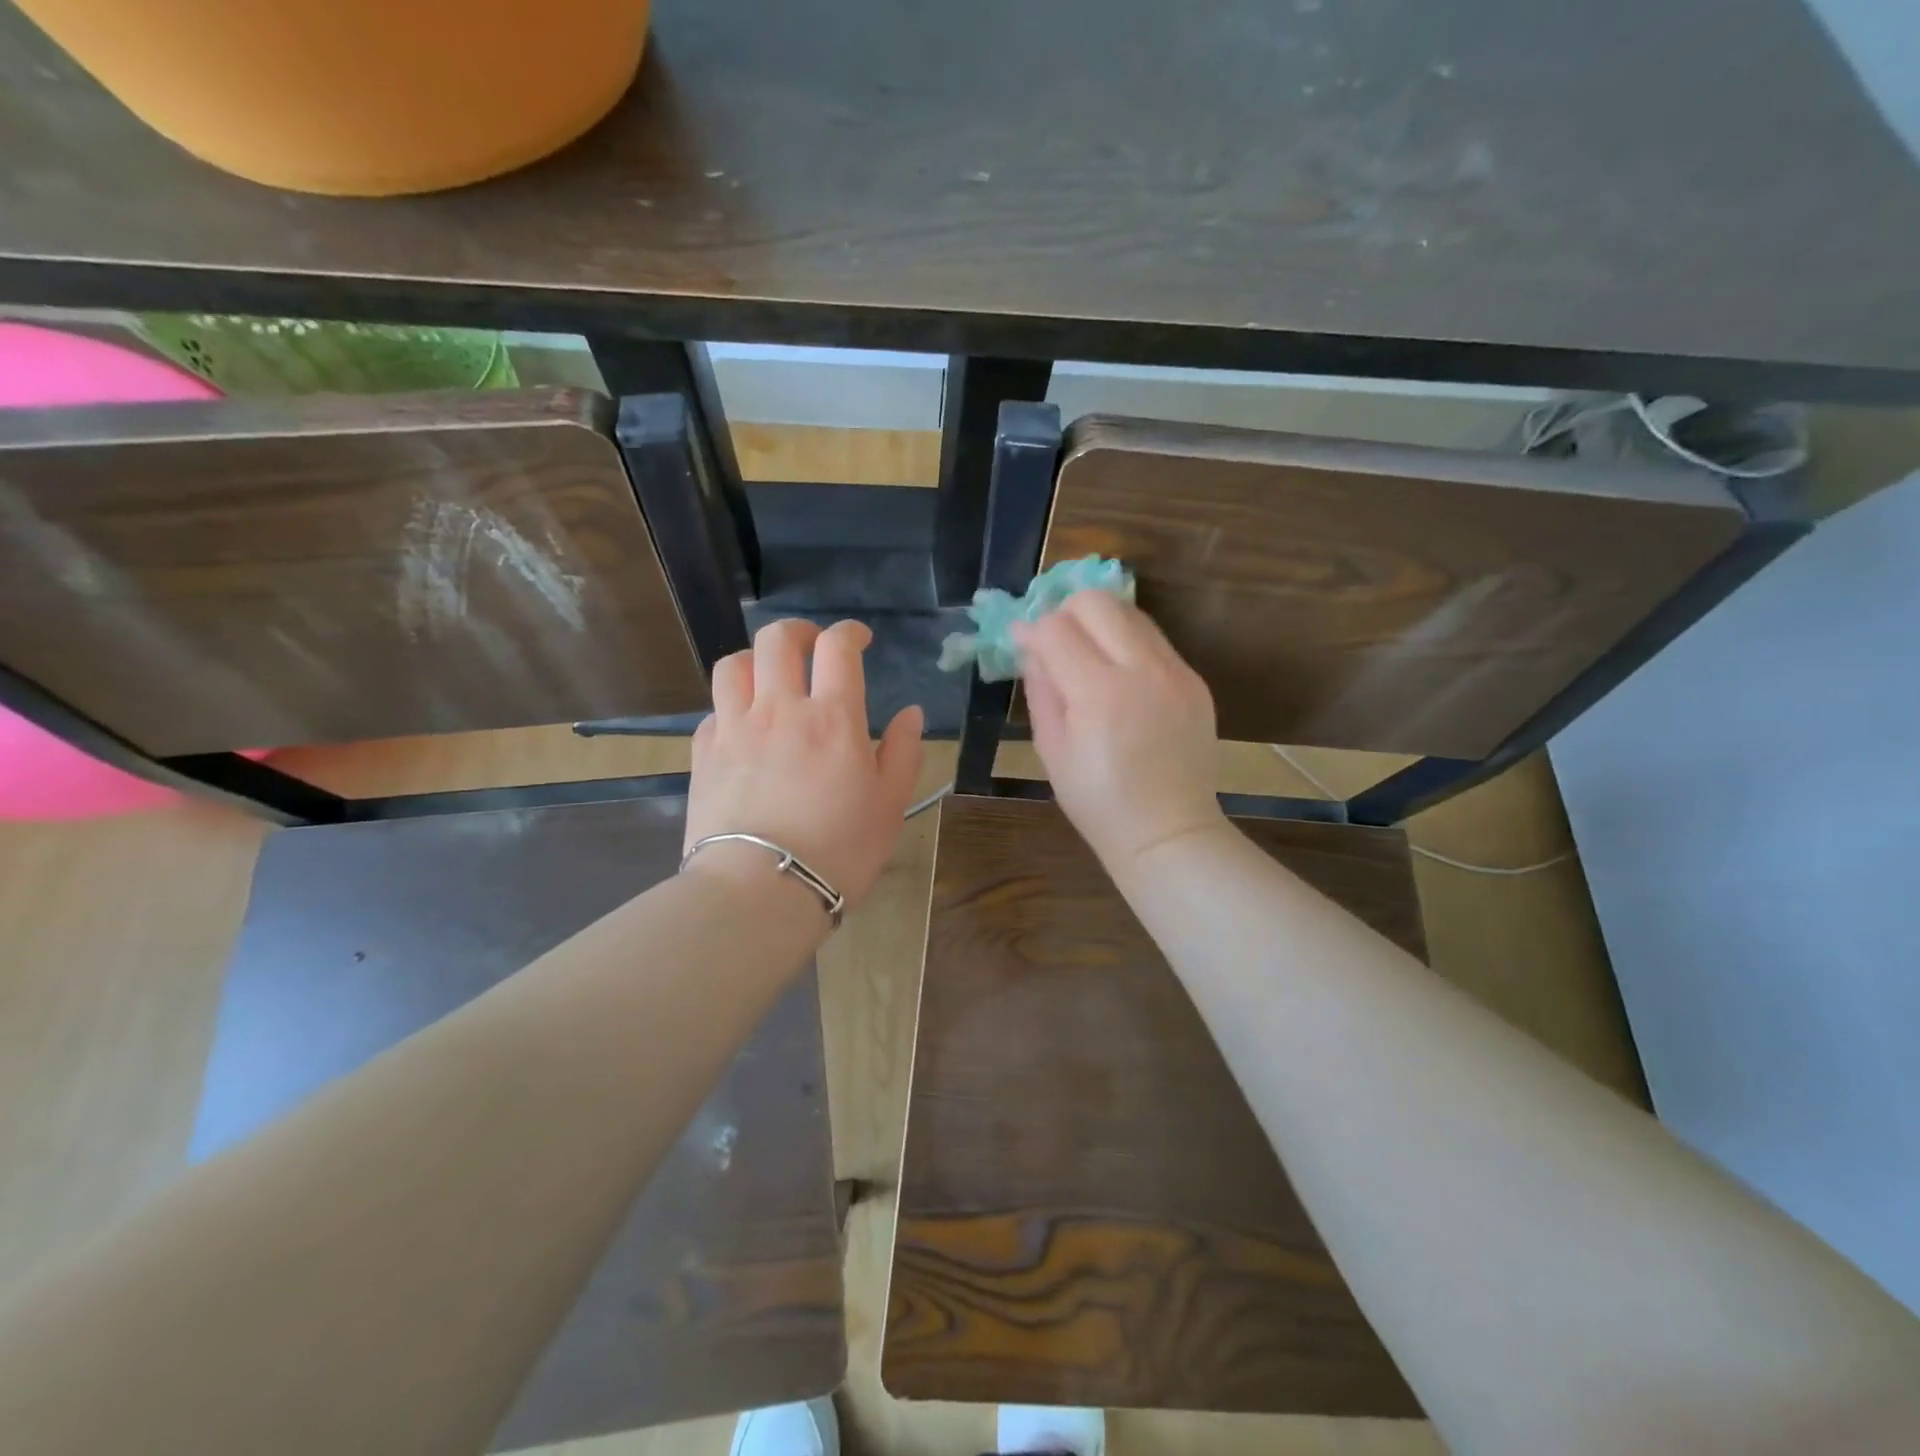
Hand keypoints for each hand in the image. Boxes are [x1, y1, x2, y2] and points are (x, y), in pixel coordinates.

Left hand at [686, 618, 923, 913]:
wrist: (761, 891)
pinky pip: (714, 709)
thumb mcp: (890, 804)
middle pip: (777, 640)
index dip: (849, 632)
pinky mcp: (704, 754)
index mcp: (832, 717)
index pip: (837, 648)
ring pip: (735, 664)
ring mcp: (734, 729)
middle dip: (798, 631)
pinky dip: (732, 706)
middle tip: (812, 647)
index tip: (859, 640)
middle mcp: (779, 709)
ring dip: (756, 659)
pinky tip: (743, 726)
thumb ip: (903, 751)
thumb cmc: (839, 850)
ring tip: (770, 677)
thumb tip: (910, 713)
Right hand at [1012, 591, 1225, 874]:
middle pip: (1097, 601)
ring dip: (1100, 623)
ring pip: (1130, 612)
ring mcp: (1176, 672)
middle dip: (1066, 612)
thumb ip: (1041, 688)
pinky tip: (1120, 679)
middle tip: (1056, 644)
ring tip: (1088, 658)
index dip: (1031, 630)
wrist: (1168, 831)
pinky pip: (1155, 641)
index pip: (1056, 628)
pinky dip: (1128, 645)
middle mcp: (1142, 670)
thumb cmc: (1097, 801)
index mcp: (1099, 693)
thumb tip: (1029, 645)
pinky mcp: (1195, 680)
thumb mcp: (1051, 750)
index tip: (1022, 644)